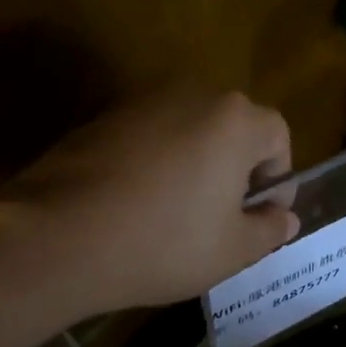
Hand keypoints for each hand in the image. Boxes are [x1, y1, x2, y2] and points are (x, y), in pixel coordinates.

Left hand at [12, 88, 299, 314]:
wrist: (60, 237)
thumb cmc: (163, 243)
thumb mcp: (232, 251)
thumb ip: (269, 230)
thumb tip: (285, 218)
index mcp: (233, 120)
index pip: (277, 135)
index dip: (279, 178)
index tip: (262, 217)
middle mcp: (191, 95)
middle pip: (232, 128)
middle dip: (237, 170)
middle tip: (224, 218)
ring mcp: (140, 102)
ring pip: (188, 131)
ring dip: (196, 165)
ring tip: (179, 215)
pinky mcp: (100, 118)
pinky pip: (148, 138)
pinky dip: (156, 164)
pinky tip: (137, 206)